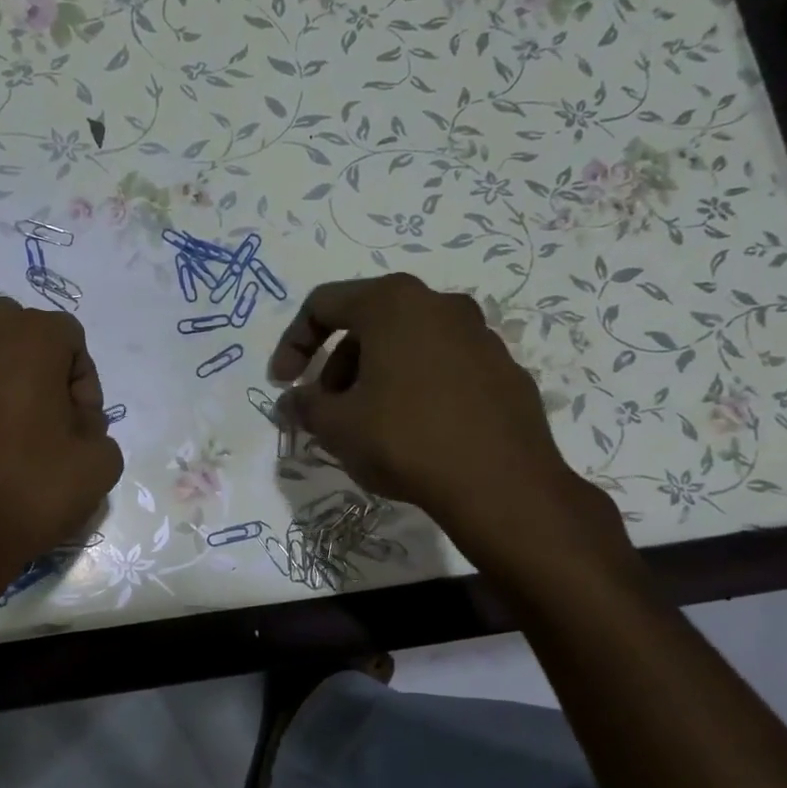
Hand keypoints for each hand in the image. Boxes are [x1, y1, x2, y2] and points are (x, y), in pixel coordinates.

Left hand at [0, 297, 123, 588]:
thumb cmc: (31, 491)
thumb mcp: (101, 463)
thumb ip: (99, 426)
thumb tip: (73, 422)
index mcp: (34, 336)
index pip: (72, 339)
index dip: (83, 383)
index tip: (79, 427)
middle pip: (22, 330)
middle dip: (38, 366)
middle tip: (44, 419)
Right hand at [270, 273, 631, 578]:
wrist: (500, 483)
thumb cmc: (405, 440)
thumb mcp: (337, 426)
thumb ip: (304, 406)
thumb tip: (291, 402)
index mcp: (393, 303)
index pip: (323, 304)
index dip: (292, 344)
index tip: (283, 384)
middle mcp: (439, 305)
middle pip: (368, 322)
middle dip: (337, 365)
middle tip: (327, 410)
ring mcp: (479, 335)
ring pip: (407, 344)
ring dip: (374, 376)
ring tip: (367, 425)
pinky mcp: (503, 368)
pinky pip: (442, 367)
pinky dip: (415, 388)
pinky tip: (413, 432)